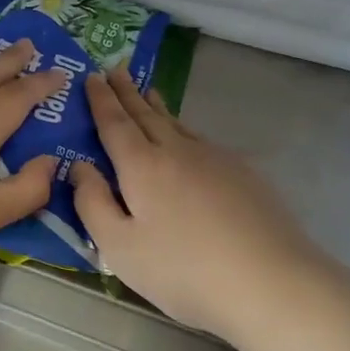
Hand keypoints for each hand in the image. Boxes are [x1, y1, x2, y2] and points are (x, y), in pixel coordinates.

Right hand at [71, 68, 323, 342]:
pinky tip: (188, 139)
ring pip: (177, 124)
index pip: (115, 123)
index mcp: (142, 166)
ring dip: (157, 107)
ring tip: (148, 93)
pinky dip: (184, 129)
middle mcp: (177, 151)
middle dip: (127, 92)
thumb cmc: (184, 270)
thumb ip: (92, 204)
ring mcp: (215, 158)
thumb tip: (79, 167)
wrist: (270, 281)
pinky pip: (201, 140)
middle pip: (146, 115)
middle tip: (115, 70)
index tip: (92, 76)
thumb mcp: (120, 248)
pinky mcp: (243, 173)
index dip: (101, 100)